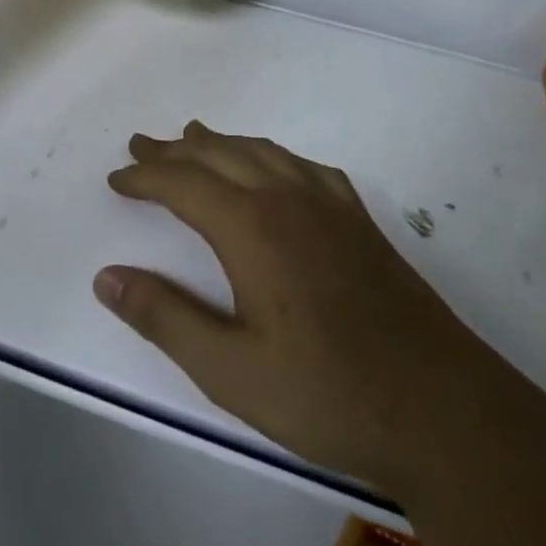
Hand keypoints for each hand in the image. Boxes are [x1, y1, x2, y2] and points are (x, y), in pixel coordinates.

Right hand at [96, 121, 544, 491]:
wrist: (439, 408)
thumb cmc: (325, 393)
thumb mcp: (229, 370)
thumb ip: (165, 318)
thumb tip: (106, 277)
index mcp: (251, 228)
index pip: (183, 184)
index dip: (145, 177)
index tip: (116, 178)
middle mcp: (288, 200)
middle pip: (220, 156)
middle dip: (175, 150)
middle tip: (142, 143)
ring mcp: (330, 206)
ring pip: (264, 153)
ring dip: (223, 144)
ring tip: (196, 137)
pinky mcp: (360, 222)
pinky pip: (306, 167)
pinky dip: (274, 156)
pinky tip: (276, 167)